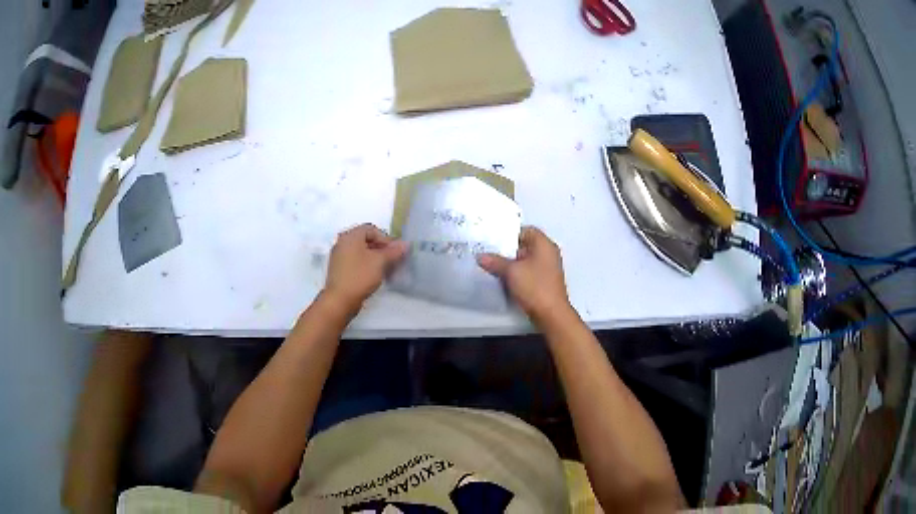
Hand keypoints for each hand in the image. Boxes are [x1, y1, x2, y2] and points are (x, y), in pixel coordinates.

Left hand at [322, 224, 407, 314]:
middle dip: (382, 249)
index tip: (395, 251)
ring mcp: (339, 256)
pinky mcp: (339, 269)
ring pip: (361, 252)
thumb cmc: (360, 276)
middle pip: (366, 240)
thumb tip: (405, 244)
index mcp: (350, 236)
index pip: (371, 229)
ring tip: (386, 269)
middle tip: (393, 260)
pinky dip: (366, 265)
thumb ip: (393, 251)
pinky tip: (375, 275)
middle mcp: (342, 243)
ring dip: (375, 258)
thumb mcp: (380, 262)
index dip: (386, 238)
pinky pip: (356, 261)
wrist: (339, 300)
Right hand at [477, 226, 570, 321]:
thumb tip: (481, 256)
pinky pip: (528, 272)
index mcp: (544, 245)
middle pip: (525, 245)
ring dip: (511, 264)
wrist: (551, 314)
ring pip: (526, 260)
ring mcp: (547, 269)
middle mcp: (548, 254)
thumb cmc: (535, 287)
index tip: (493, 239)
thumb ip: (495, 261)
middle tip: (489, 252)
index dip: (509, 234)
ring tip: (492, 266)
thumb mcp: (511, 272)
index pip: (526, 230)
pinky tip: (504, 279)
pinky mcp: (544, 282)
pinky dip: (517, 274)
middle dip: (507, 250)